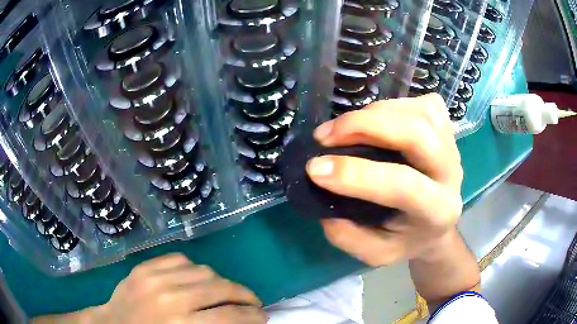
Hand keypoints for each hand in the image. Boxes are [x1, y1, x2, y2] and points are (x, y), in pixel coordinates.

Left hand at [99, 253, 265, 323]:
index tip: (263, 316)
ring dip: (221, 282)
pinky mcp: (144, 266)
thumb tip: (239, 321)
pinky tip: (197, 279)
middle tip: (251, 303)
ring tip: (226, 292)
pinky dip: (195, 269)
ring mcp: (154, 277)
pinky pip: (180, 259)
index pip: (229, 316)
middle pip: (220, 288)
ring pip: (203, 270)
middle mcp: (169, 297)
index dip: (252, 316)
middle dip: (244, 295)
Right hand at [307, 94, 463, 266]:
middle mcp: (451, 173)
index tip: (315, 168)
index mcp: (437, 210)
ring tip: (343, 128)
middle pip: (416, 133)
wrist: (437, 224)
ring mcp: (452, 145)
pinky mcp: (448, 129)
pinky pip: (423, 104)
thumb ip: (348, 235)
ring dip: (374, 114)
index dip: (356, 174)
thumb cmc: (407, 239)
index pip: (403, 185)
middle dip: (365, 127)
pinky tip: (376, 120)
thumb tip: (323, 194)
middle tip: (325, 136)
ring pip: (417, 112)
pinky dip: (393, 105)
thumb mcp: (376, 254)